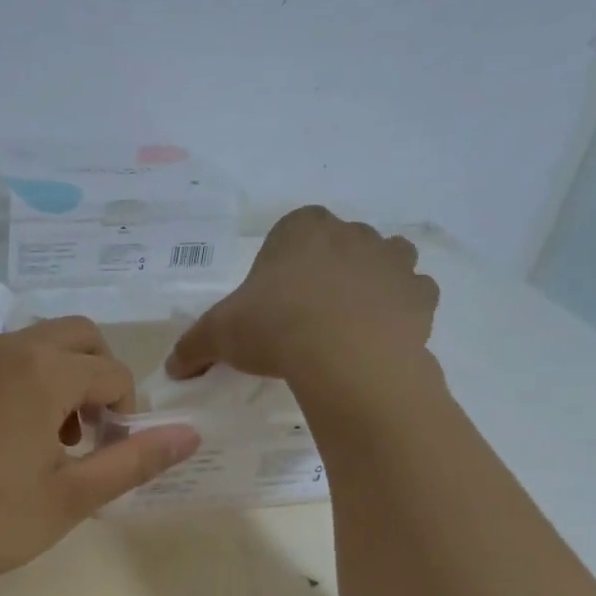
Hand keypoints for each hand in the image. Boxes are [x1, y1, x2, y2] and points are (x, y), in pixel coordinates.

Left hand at [0, 319, 200, 595]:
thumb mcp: (70, 498)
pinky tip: (16, 437)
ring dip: (65, 376)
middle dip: (101, 377)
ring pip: (40, 343)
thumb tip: (190, 435)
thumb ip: (133, 461)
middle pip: (79, 336)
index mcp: (43, 371)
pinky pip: (5, 359)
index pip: (113, 373)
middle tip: (96, 433)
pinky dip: (29, 380)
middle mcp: (7, 349)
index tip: (116, 453)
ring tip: (58, 440)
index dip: (129, 412)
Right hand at [166, 207, 439, 408]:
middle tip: (305, 315)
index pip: (290, 232)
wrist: (344, 357)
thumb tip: (172, 368)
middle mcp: (351, 233)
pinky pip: (413, 295)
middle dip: (326, 271)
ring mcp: (393, 261)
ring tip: (347, 322)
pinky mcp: (422, 296)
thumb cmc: (273, 327)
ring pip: (385, 260)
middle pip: (338, 244)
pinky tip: (379, 336)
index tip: (272, 299)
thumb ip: (193, 346)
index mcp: (300, 228)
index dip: (281, 264)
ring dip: (371, 281)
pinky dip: (401, 310)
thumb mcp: (217, 335)